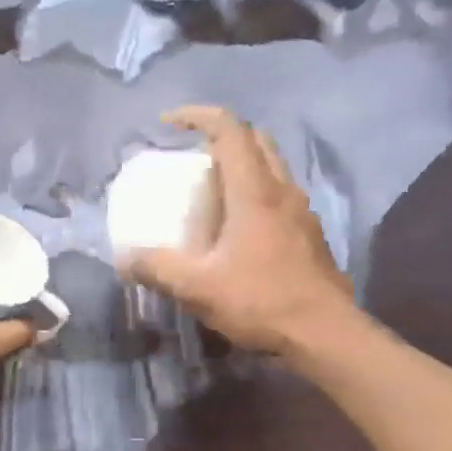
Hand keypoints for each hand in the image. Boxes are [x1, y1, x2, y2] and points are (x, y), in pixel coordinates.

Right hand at [123, 106, 354, 357]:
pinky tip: (241, 230)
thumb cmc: (262, 302)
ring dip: (243, 166)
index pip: (229, 130)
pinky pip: (281, 196)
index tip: (169, 124)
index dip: (197, 116)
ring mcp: (302, 212)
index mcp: (255, 192)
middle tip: (193, 159)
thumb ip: (158, 269)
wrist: (325, 334)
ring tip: (214, 193)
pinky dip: (258, 194)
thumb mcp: (198, 288)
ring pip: (273, 167)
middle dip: (222, 137)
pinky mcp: (311, 234)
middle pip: (256, 140)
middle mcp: (282, 190)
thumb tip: (126, 259)